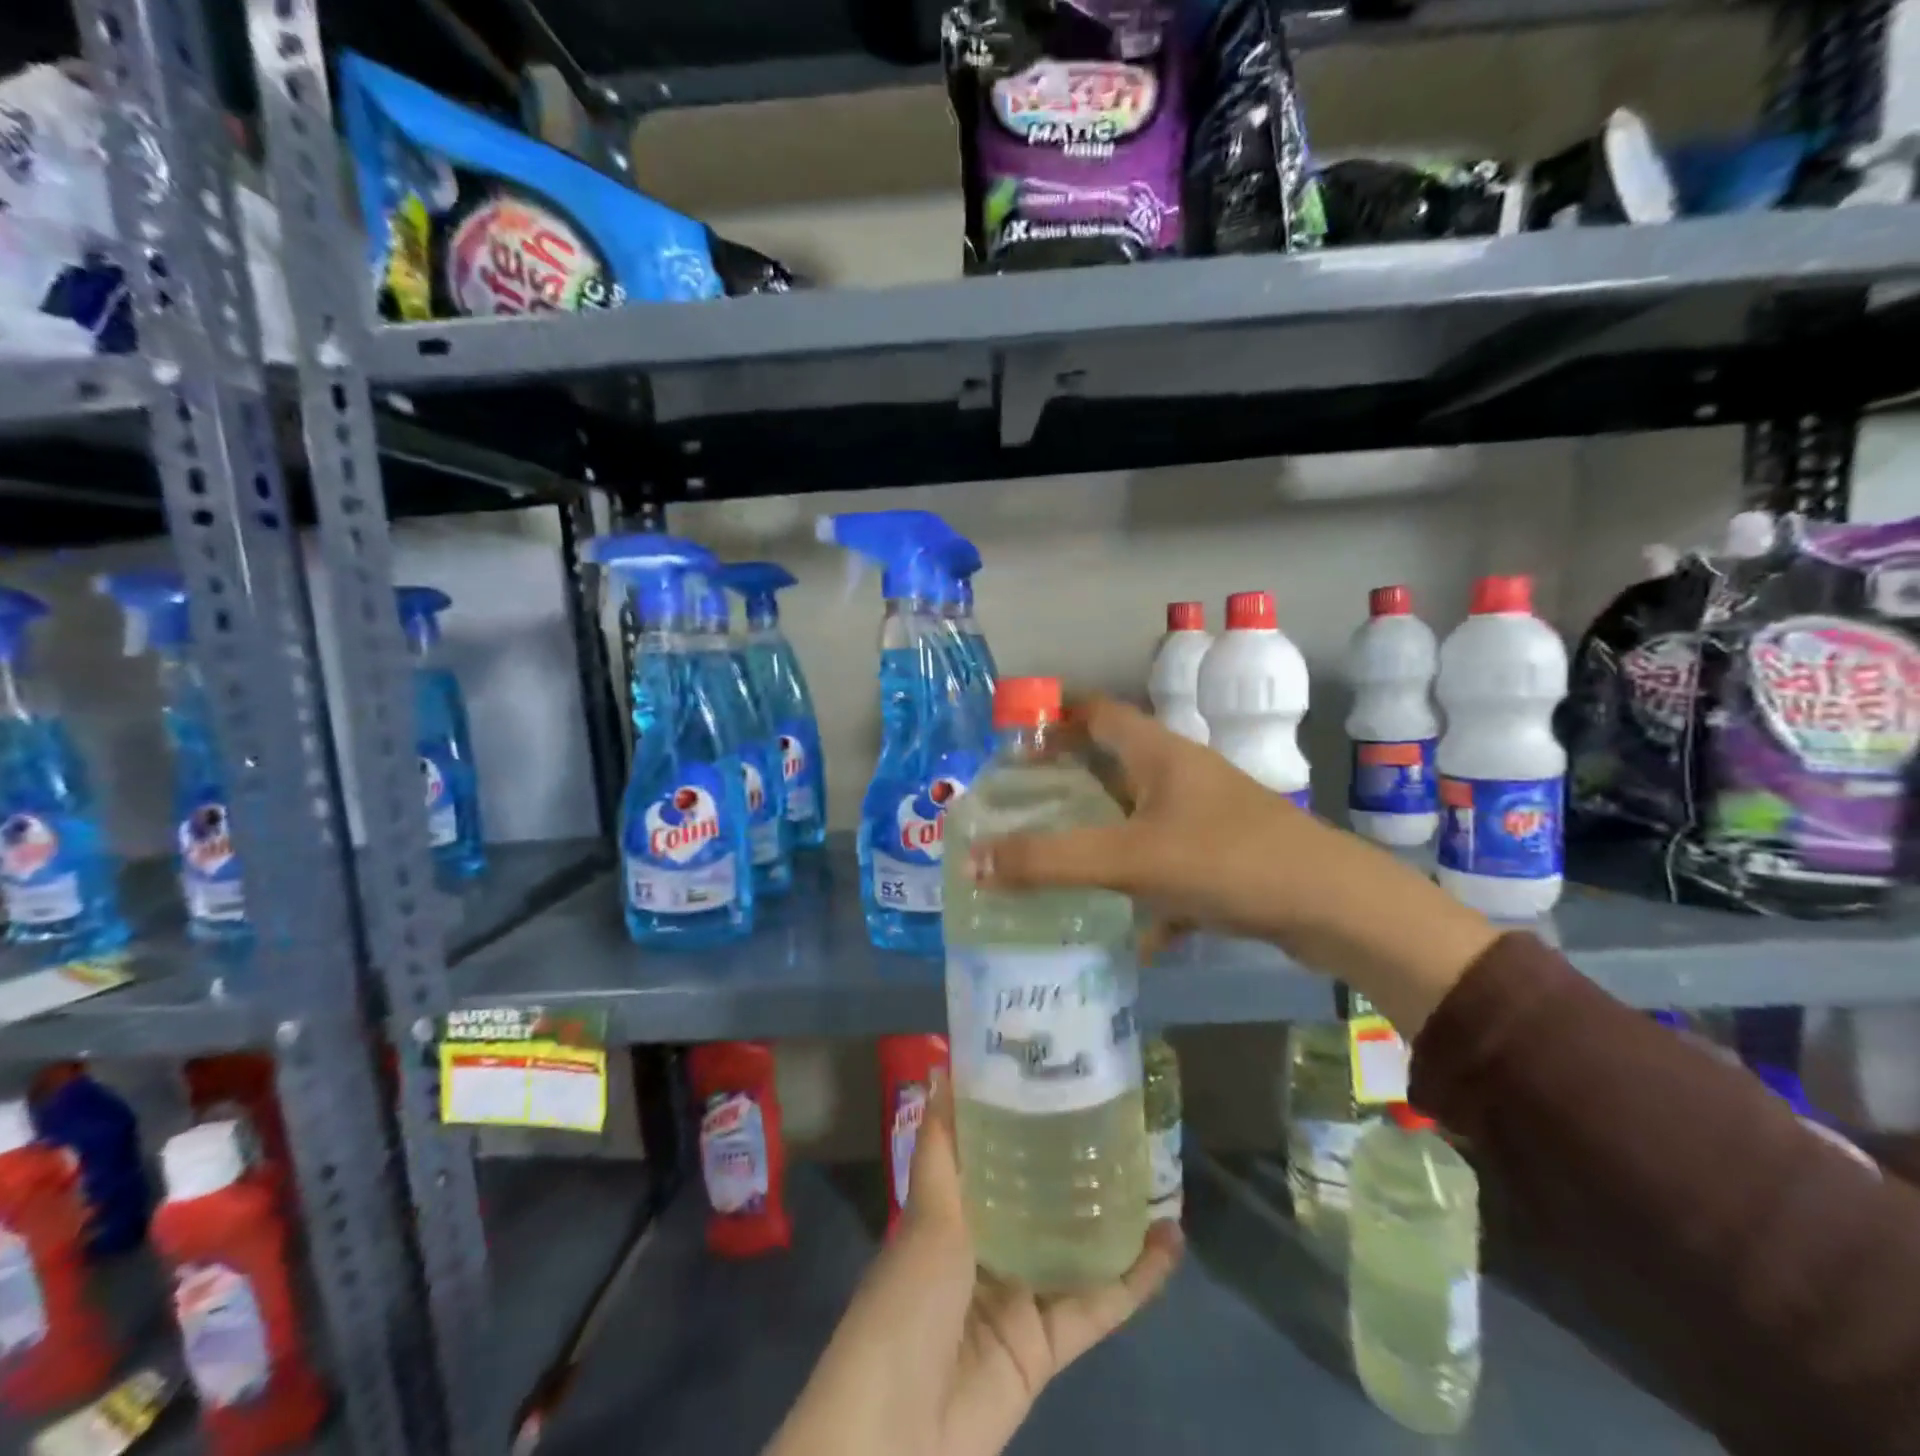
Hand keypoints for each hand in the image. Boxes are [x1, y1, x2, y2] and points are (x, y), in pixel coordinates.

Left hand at [766, 1074, 1180, 1455]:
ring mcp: (1021, 1298)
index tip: (1063, 1081)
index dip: (1025, 1122)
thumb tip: (939, 1067)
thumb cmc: (907, 1302)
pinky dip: (1135, 1279)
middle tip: (1125, 1123)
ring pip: (1077, 1248)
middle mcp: (988, 1248)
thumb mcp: (927, 1214)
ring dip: (1117, 1219)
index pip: (996, 1156)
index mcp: (953, 1212)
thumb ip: (942, 1146)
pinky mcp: (1049, 1346)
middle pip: (1041, 1200)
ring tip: (1159, 1174)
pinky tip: (1170, 1242)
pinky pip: (1098, 1305)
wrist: (899, 1431)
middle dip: (1078, 1168)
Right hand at [970, 697, 1498, 1036]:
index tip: (1012, 742)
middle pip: (1112, 766)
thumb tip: (974, 861)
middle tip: (1020, 807)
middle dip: (1067, 784)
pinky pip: (1165, 865)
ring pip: (1137, 819)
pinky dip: (1141, 889)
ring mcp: (1205, 817)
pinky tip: (1125, 931)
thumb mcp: (1130, 859)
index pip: (1097, 712)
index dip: (1054, 718)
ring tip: (1055, 862)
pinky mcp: (1222, 857)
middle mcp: (1181, 775)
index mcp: (1159, 753)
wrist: (1334, 906)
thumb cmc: (1228, 859)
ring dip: (1100, 837)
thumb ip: (1051, 861)